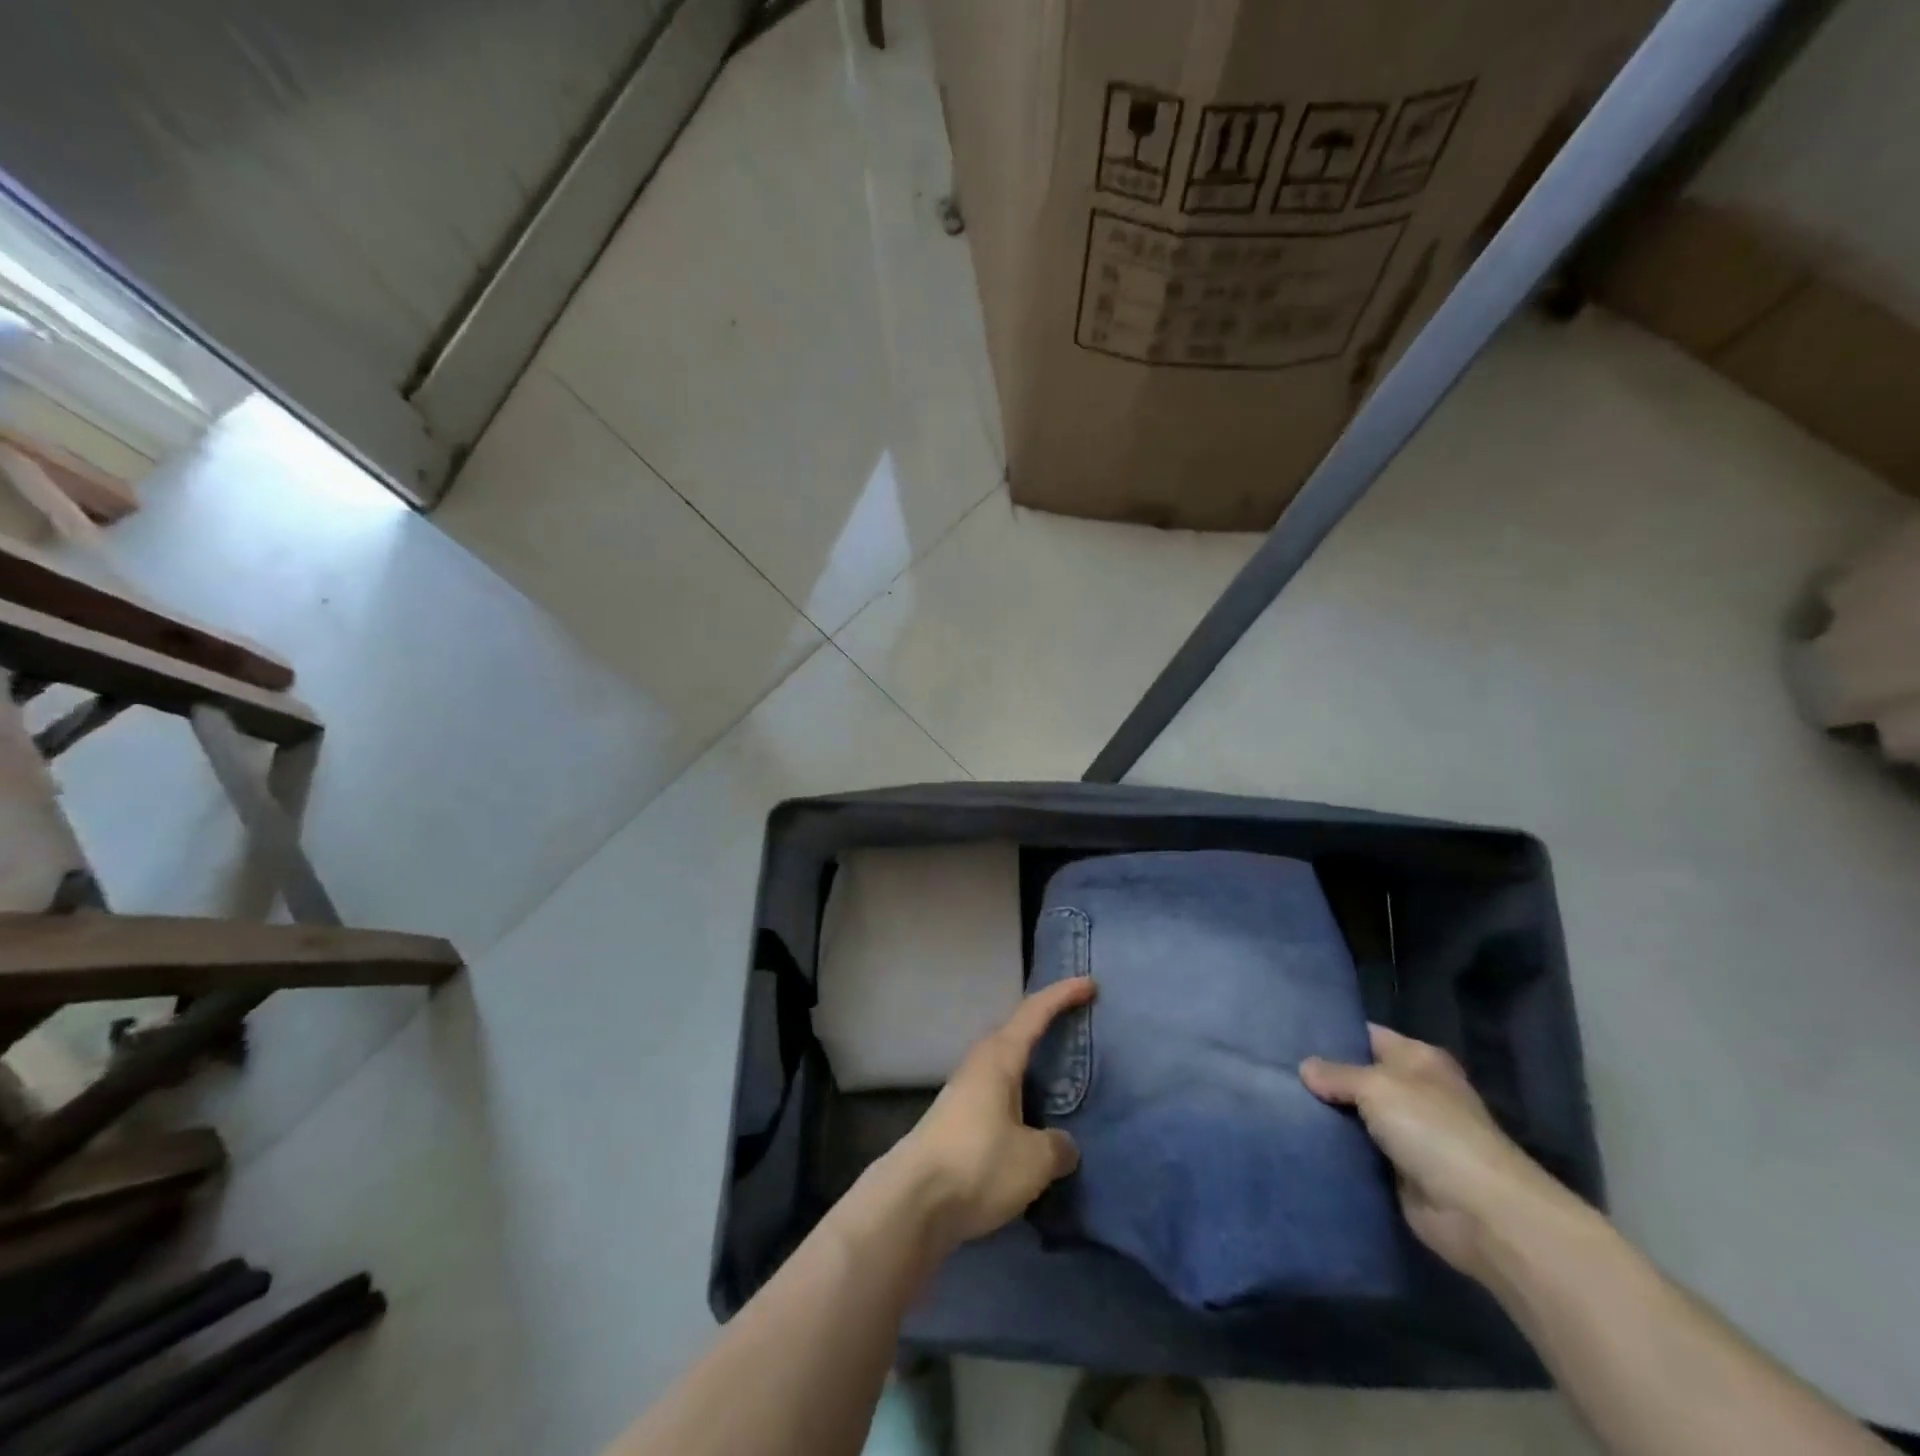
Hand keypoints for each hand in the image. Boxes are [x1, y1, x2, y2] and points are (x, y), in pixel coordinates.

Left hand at [886, 977, 1095, 1249]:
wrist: (912, 1201)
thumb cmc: (978, 1163)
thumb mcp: (1034, 1159)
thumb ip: (1057, 1147)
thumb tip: (1062, 1146)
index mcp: (999, 1057)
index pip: (1035, 1012)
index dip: (1063, 995)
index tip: (1090, 984)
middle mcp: (979, 1065)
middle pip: (1017, 1033)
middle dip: (1045, 1025)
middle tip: (1076, 1024)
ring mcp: (964, 1093)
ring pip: (1006, 1067)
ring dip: (1031, 1067)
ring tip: (1060, 1077)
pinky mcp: (957, 1124)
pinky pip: (999, 1097)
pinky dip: (1021, 1099)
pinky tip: (1033, 1123)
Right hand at [1300, 1024, 1571, 1279]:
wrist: (1480, 1212)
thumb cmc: (1433, 1130)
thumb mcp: (1377, 1086)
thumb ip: (1337, 1074)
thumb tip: (1305, 1068)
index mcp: (1418, 1059)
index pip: (1368, 1035)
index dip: (1333, 1033)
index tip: (1289, 1033)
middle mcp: (1414, 1091)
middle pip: (1359, 1076)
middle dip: (1323, 1077)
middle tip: (1274, 1069)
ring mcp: (1408, 1134)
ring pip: (1355, 1115)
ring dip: (1328, 1115)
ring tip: (1277, 1101)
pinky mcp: (1399, 1172)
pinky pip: (1359, 1151)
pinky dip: (1337, 1148)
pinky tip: (1299, 1138)